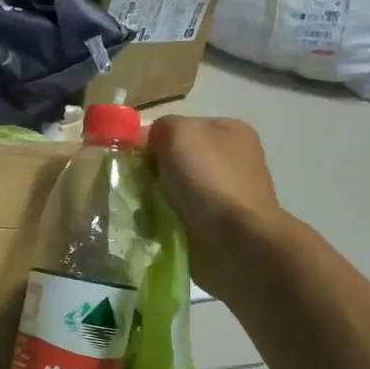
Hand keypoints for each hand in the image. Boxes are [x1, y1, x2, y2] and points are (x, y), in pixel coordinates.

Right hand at [148, 116, 285, 293]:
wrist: (235, 241)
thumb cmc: (208, 179)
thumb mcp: (178, 133)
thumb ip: (160, 127)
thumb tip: (149, 143)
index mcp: (230, 131)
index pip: (180, 128)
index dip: (153, 140)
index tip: (134, 158)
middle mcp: (232, 160)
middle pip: (175, 161)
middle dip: (152, 174)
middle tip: (135, 187)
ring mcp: (226, 195)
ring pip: (174, 192)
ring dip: (154, 201)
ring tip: (142, 213)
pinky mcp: (218, 227)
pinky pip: (179, 218)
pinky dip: (163, 223)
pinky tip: (154, 229)